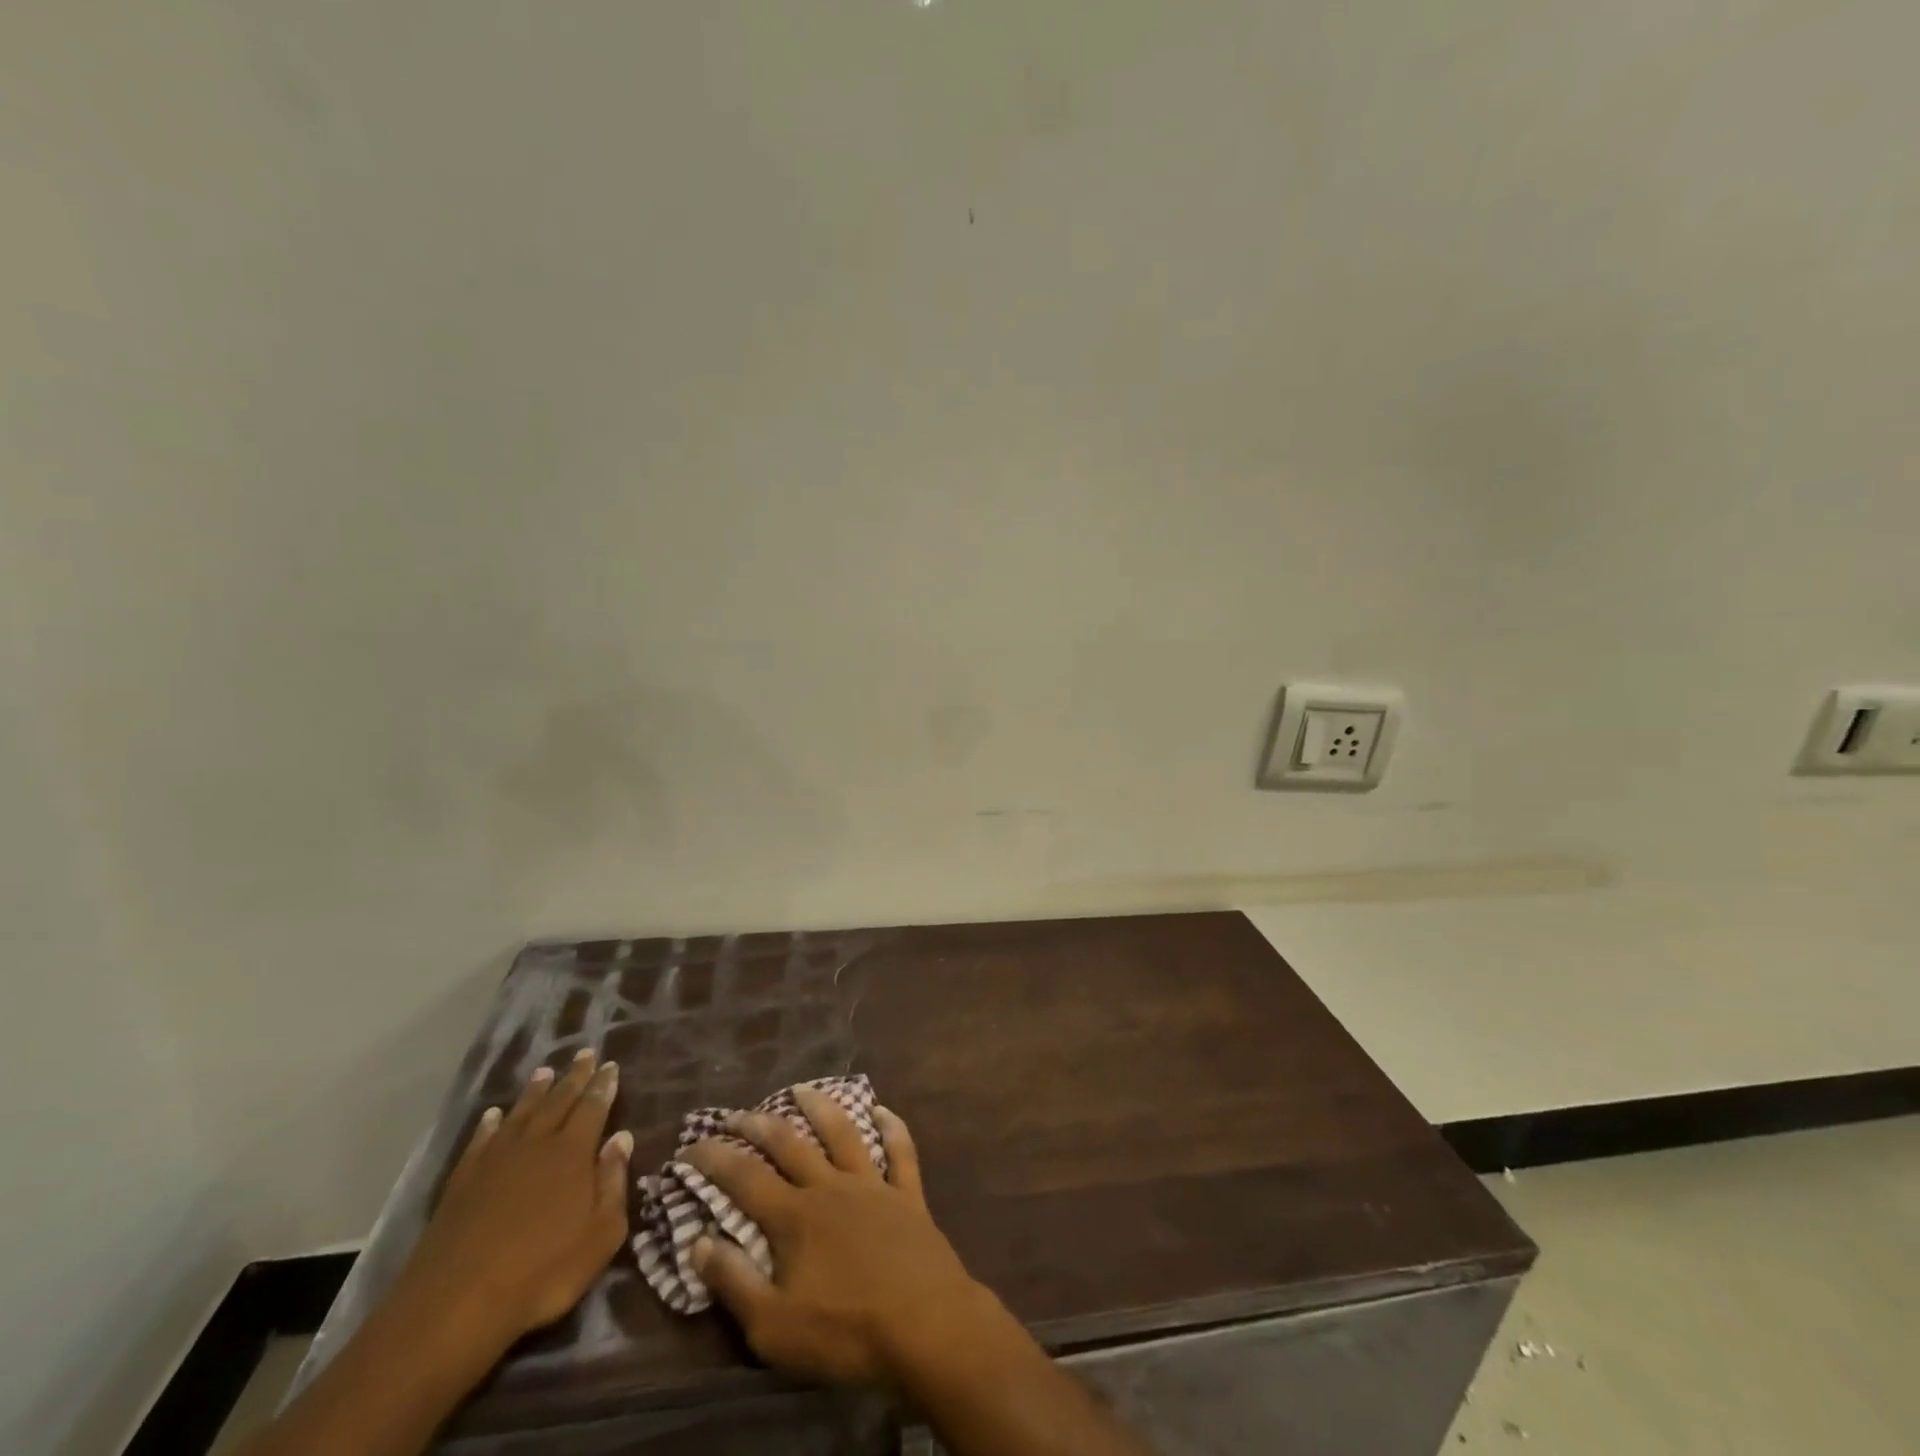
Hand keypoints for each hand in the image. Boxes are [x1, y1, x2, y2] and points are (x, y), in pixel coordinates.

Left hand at [401, 1049, 633, 1348]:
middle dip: (574, 1077)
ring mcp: (495, 1161)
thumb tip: (622, 1138)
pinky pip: (481, 1141)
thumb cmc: (541, 1273)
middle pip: (559, 1101)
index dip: (603, 1085)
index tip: (610, 1065)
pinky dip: (489, 1125)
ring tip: (545, 1072)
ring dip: (535, 1092)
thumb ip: (613, 1183)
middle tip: (585, 1054)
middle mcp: (536, 1144)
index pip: (593, 1107)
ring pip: (521, 1114)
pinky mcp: (462, 1182)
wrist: (454, 1306)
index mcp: (573, 1153)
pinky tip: (493, 1116)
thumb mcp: (600, 1236)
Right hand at [681, 1089, 997, 1387]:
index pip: (744, 1178)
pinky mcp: (908, 1195)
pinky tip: (883, 1110)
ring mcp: (873, 1186)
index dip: (714, 1159)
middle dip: (759, 1125)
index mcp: (795, 1217)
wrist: (925, 1325)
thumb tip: (698, 1240)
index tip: (690, 1146)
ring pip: (843, 1134)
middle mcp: (831, 1187)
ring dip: (821, 1108)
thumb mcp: (773, 1326)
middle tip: (737, 1112)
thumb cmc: (845, 1331)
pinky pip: (901, 1152)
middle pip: (790, 1145)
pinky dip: (892, 1128)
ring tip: (802, 1088)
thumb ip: (734, 1281)